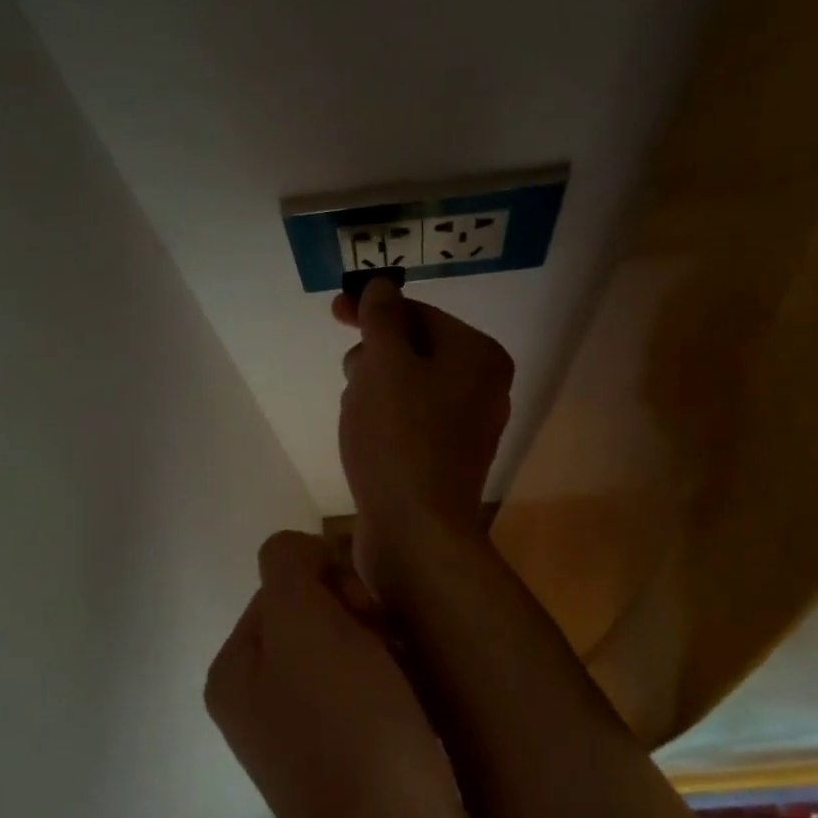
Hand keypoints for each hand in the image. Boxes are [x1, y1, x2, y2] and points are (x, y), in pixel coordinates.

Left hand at [206, 531, 502, 817]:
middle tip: (387, 648)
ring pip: (354, 653)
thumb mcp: (302, 619)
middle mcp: (261, 706)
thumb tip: (307, 558)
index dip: (329, 581)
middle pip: (319, 618)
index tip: (361, 615)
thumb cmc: (349, 724)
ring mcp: (308, 741)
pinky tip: (420, 707)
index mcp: (235, 672)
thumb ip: (289, 563)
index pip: (284, 583)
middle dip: (361, 620)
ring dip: (387, 652)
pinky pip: (378, 696)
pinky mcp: (358, 768)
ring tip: (410, 682)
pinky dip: (401, 689)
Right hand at [334, 277, 513, 594]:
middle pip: (415, 349)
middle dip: (374, 356)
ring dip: (374, 390)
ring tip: (355, 416)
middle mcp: (483, 386)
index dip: (374, 309)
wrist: (416, 533)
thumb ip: (382, 317)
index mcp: (478, 355)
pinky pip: (410, 421)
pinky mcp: (447, 459)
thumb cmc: (399, 437)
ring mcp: (468, 426)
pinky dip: (384, 420)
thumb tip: (382, 284)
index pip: (420, 313)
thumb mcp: (384, 363)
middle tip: (351, 377)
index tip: (334, 311)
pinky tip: (364, 440)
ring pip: (408, 386)